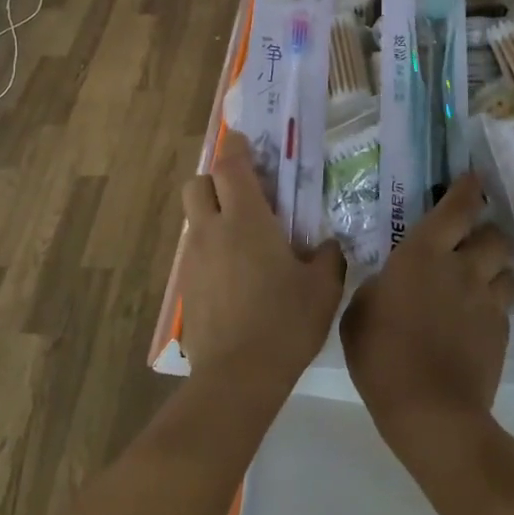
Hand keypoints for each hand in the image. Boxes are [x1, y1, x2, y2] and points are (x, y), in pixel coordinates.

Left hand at [179, 131, 344, 397]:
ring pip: (194, 219)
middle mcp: (212, 230)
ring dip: (212, 215)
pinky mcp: (185, 287)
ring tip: (242, 240)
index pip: (231, 166)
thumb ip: (327, 258)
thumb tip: (328, 246)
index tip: (243, 139)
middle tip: (243, 193)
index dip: (236, 147)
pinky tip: (234, 276)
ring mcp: (193, 259)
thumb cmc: (285, 322)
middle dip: (215, 179)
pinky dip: (210, 250)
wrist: (237, 376)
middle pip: (198, 184)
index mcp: (245, 220)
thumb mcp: (322, 289)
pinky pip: (195, 252)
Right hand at [341, 171, 513, 464]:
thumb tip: (387, 281)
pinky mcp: (502, 333)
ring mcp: (487, 301)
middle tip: (472, 241)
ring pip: (509, 269)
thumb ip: (376, 286)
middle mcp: (462, 268)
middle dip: (487, 232)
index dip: (467, 190)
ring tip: (482, 278)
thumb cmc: (381, 354)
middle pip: (494, 236)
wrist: (430, 410)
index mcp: (423, 254)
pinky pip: (504, 305)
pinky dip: (494, 303)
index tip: (473, 179)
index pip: (456, 209)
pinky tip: (477, 318)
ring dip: (498, 268)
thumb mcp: (358, 312)